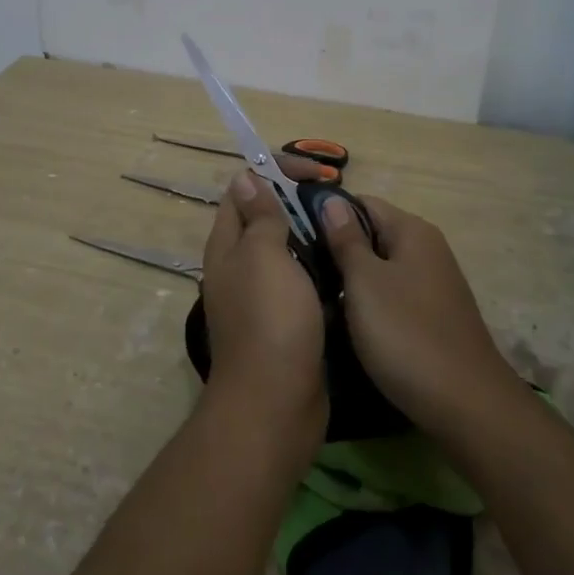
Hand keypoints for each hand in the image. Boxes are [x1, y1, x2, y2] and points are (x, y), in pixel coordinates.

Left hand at [199, 171, 328, 453]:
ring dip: (311, 235)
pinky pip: (301, 283)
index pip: (243, 189)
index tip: (315, 173)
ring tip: (345, 228)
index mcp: (228, 245)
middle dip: (297, 202)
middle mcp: (239, 266)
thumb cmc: (270, 319)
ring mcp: (262, 296)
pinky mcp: (286, 321)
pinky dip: (320, 270)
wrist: (276, 403)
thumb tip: (245, 178)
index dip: (274, 171)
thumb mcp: (264, 255)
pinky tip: (345, 267)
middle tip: (336, 199)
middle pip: (265, 219)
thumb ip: (259, 217)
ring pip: (286, 251)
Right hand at [319, 195, 514, 435]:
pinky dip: (370, 303)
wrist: (466, 405)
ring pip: (381, 268)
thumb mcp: (364, 282)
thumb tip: (331, 199)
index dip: (328, 214)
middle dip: (337, 249)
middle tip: (300, 268)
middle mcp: (427, 250)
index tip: (296, 233)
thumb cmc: (406, 334)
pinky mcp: (433, 315)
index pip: (362, 203)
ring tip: (316, 295)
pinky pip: (393, 295)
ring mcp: (433, 284)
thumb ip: (346, 239)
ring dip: (351, 279)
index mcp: (413, 231)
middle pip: (372, 234)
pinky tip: (348, 322)